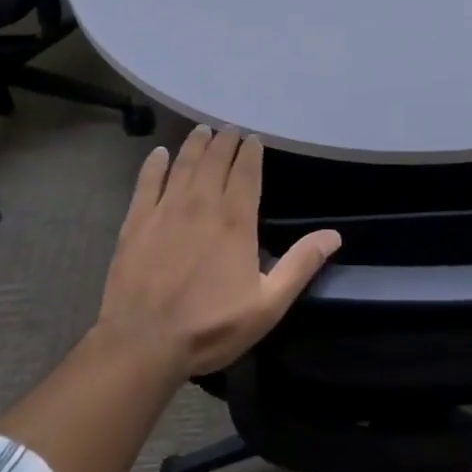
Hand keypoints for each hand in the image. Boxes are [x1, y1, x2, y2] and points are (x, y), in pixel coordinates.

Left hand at [97, 125, 340, 377]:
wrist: (143, 343)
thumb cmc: (210, 326)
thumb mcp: (268, 305)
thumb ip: (300, 265)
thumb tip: (334, 235)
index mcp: (235, 220)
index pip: (246, 172)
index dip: (251, 152)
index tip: (254, 138)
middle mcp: (202, 203)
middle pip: (215, 160)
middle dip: (225, 141)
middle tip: (230, 129)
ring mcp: (166, 209)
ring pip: (184, 164)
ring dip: (195, 144)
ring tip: (202, 130)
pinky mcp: (137, 221)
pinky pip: (147, 182)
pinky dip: (154, 164)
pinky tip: (159, 153)